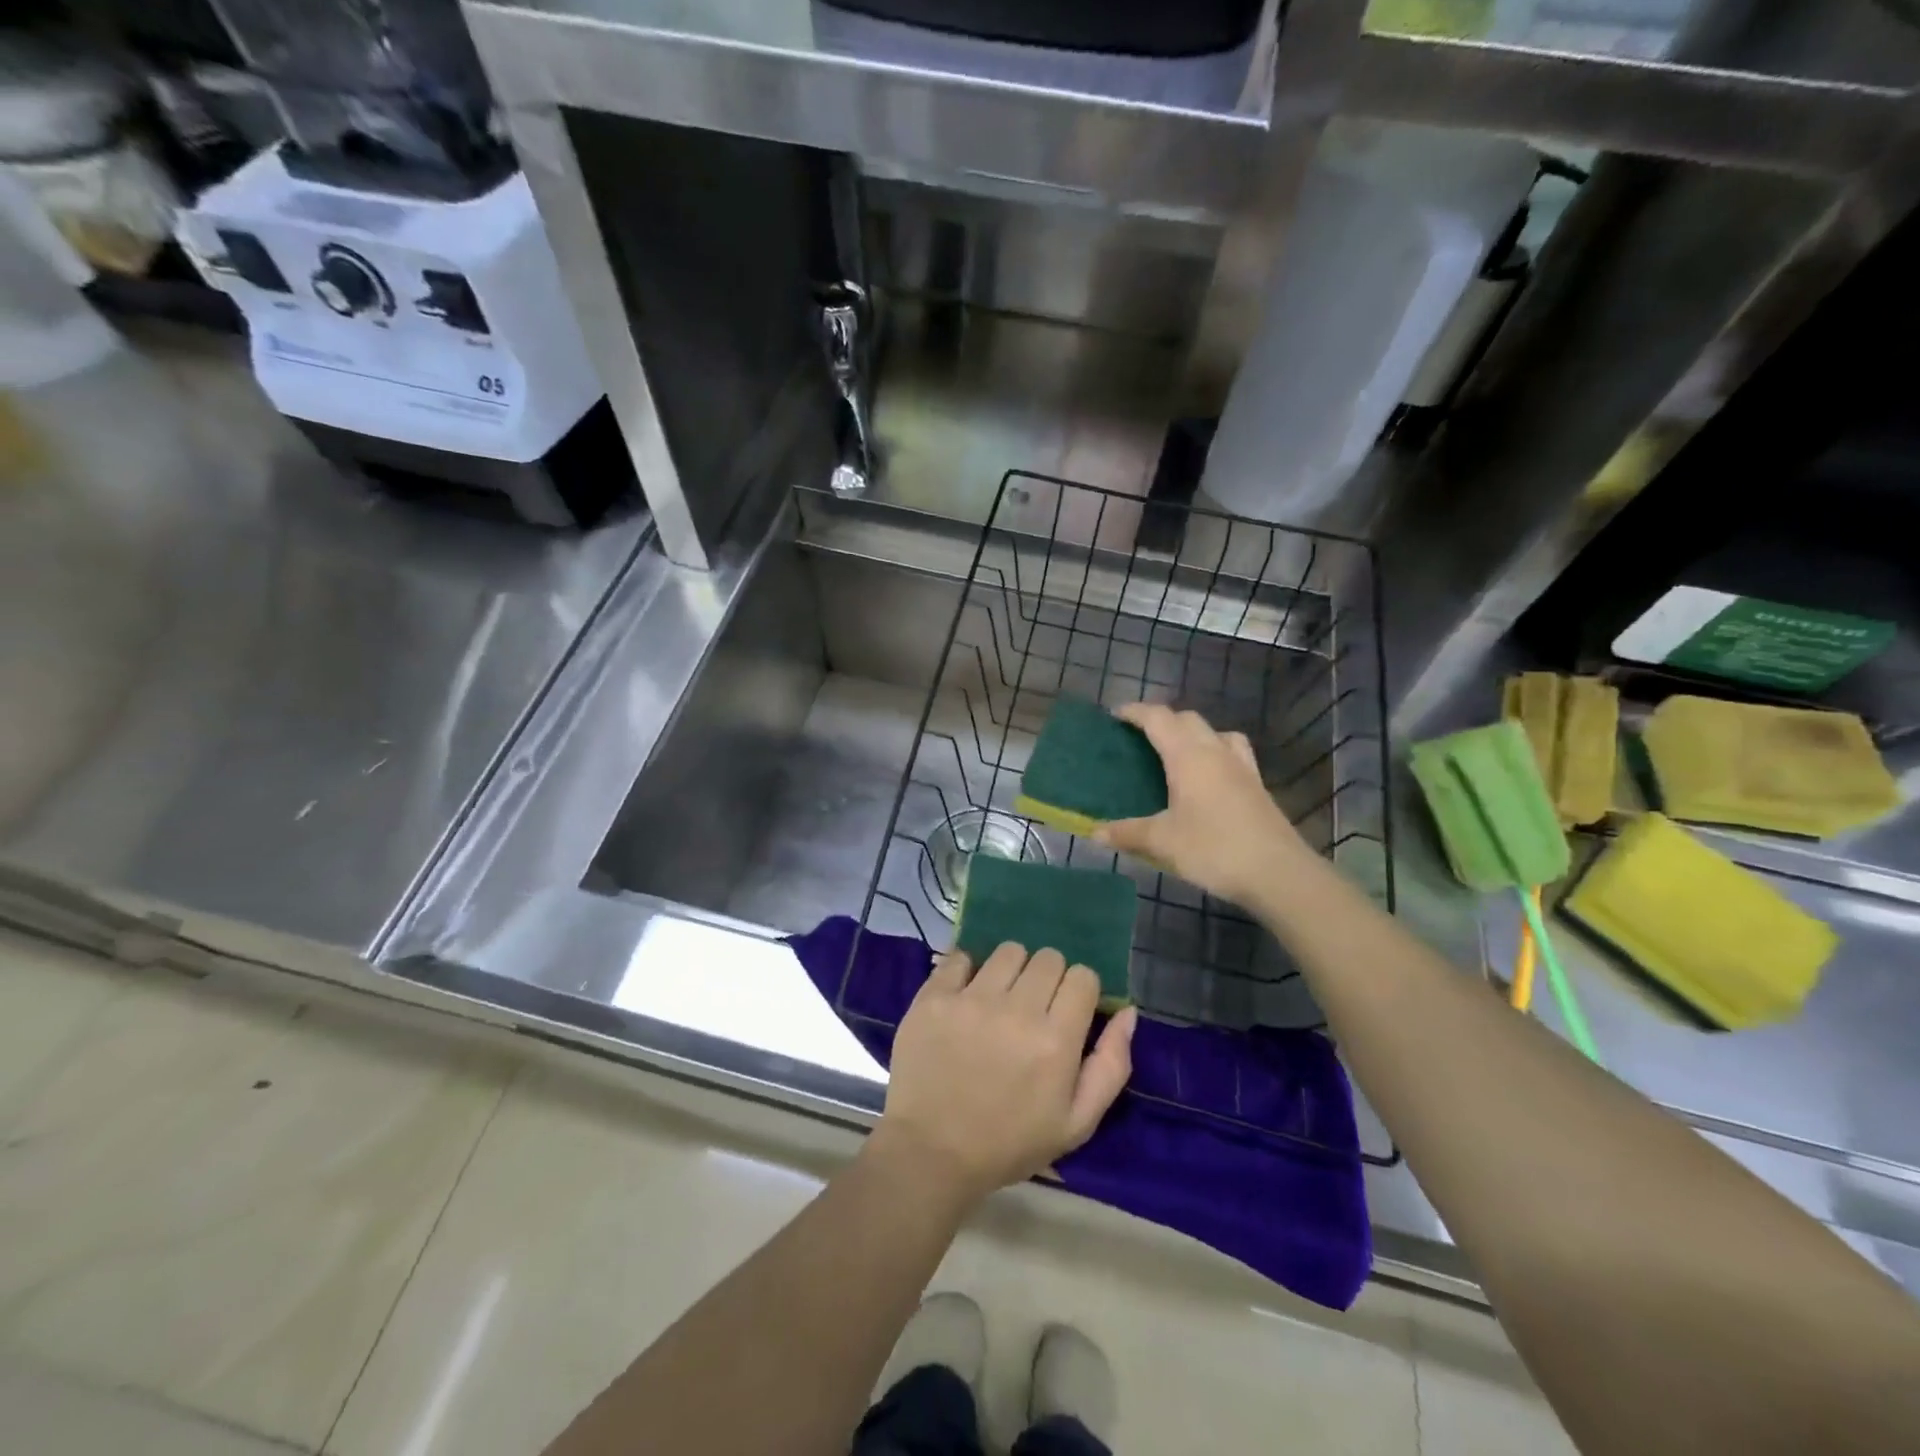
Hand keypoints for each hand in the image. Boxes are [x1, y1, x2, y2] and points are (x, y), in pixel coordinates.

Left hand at [874, 943, 1136, 1204]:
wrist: (931, 1153)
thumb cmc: (1009, 1143)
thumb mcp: (1077, 1123)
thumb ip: (1111, 1065)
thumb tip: (1127, 1011)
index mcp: (1055, 1040)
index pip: (1083, 976)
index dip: (1080, 991)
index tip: (1067, 1011)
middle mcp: (1016, 1010)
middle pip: (1048, 957)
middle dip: (1048, 978)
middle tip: (1033, 1008)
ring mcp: (971, 999)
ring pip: (1008, 951)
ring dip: (1011, 970)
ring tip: (999, 999)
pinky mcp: (934, 996)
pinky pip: (960, 956)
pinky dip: (967, 971)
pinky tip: (965, 996)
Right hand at [1096, 703, 1312, 912]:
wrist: (1279, 874)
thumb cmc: (1214, 849)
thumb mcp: (1162, 842)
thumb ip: (1127, 833)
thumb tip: (1094, 833)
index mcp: (1188, 756)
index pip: (1158, 719)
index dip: (1135, 712)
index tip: (1115, 715)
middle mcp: (1216, 752)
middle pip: (1188, 719)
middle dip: (1162, 720)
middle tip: (1140, 736)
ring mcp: (1242, 768)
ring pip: (1216, 732)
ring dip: (1193, 733)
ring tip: (1177, 752)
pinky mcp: (1257, 786)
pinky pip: (1232, 753)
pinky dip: (1215, 753)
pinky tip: (1209, 779)